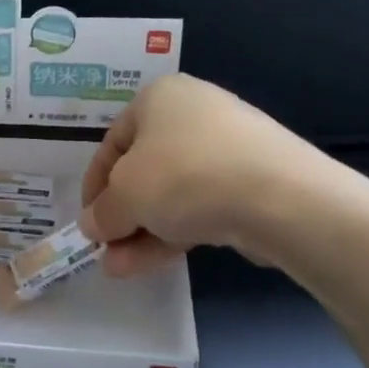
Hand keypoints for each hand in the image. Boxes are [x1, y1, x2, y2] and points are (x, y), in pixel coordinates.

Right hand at [79, 74, 337, 275]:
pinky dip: (175, 231)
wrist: (280, 197)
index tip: (88, 221)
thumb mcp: (124, 195)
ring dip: (142, 232)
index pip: (112, 143)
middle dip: (121, 215)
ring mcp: (229, 147)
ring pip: (172, 193)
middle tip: (106, 249)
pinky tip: (154, 262)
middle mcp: (194, 113)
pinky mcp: (254, 180)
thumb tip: (93, 226)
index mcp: (159, 98)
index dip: (93, 186)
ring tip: (120, 269)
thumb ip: (102, 213)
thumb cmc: (183, 176)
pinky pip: (201, 205)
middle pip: (143, 170)